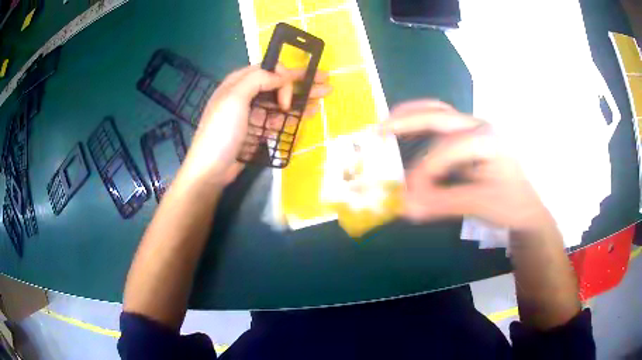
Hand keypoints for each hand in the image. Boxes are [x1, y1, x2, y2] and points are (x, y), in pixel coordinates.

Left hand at [184, 65, 330, 183]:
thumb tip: (282, 75)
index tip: (287, 97)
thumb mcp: (234, 98)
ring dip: (303, 97)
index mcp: (238, 82)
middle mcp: (247, 95)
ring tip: (325, 94)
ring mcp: (254, 114)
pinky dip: (295, 115)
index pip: (268, 69)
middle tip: (326, 78)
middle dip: (302, 80)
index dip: (283, 76)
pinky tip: (310, 112)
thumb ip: (258, 79)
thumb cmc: (221, 131)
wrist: (211, 169)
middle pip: (279, 83)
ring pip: (282, 101)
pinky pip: (280, 119)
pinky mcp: (259, 130)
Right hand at [381, 100, 553, 231]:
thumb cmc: (510, 204)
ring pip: (439, 114)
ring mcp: (474, 130)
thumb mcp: (480, 205)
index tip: (409, 196)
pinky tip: (406, 134)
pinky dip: (419, 126)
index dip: (424, 171)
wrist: (526, 207)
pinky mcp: (469, 139)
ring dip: (411, 117)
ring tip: (386, 127)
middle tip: (378, 130)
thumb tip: (406, 207)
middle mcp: (480, 127)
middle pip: (439, 115)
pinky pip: (440, 126)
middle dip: (407, 120)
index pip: (447, 150)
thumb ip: (443, 203)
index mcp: (488, 140)